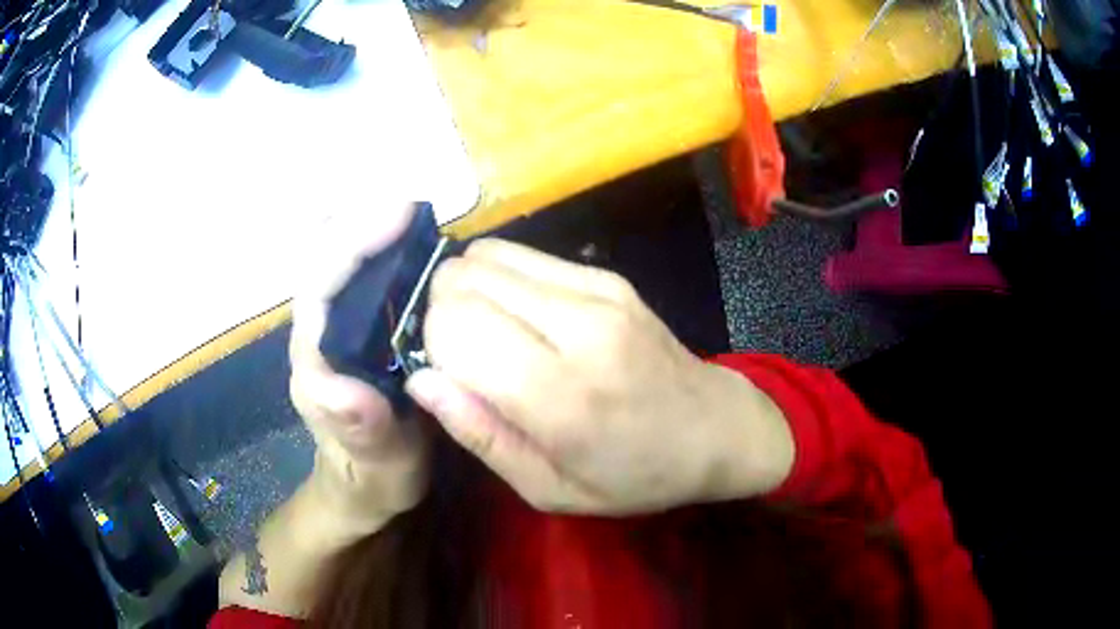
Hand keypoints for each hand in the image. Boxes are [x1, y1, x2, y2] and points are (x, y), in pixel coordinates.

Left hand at [288, 203, 427, 529]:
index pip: (320, 285)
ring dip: (369, 227)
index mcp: (315, 361)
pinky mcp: (355, 329)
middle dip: (362, 222)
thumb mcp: (376, 466)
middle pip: (323, 258)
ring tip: (414, 212)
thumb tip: (338, 383)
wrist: (367, 486)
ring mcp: (334, 327)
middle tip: (415, 205)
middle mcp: (317, 333)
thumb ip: (360, 431)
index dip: (355, 242)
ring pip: (336, 259)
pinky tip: (410, 243)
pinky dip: (379, 248)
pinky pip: (359, 275)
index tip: (402, 212)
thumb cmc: (372, 478)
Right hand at [405, 239, 793, 515]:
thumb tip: (421, 379)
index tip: (447, 376)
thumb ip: (480, 434)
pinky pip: (521, 253)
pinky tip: (518, 315)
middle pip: (462, 279)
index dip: (432, 346)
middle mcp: (578, 326)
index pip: (453, 325)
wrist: (714, 429)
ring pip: (485, 256)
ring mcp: (597, 289)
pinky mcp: (606, 274)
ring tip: (488, 333)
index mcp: (561, 395)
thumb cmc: (633, 475)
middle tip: (463, 356)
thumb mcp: (548, 488)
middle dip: (441, 312)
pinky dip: (500, 278)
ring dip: (467, 290)